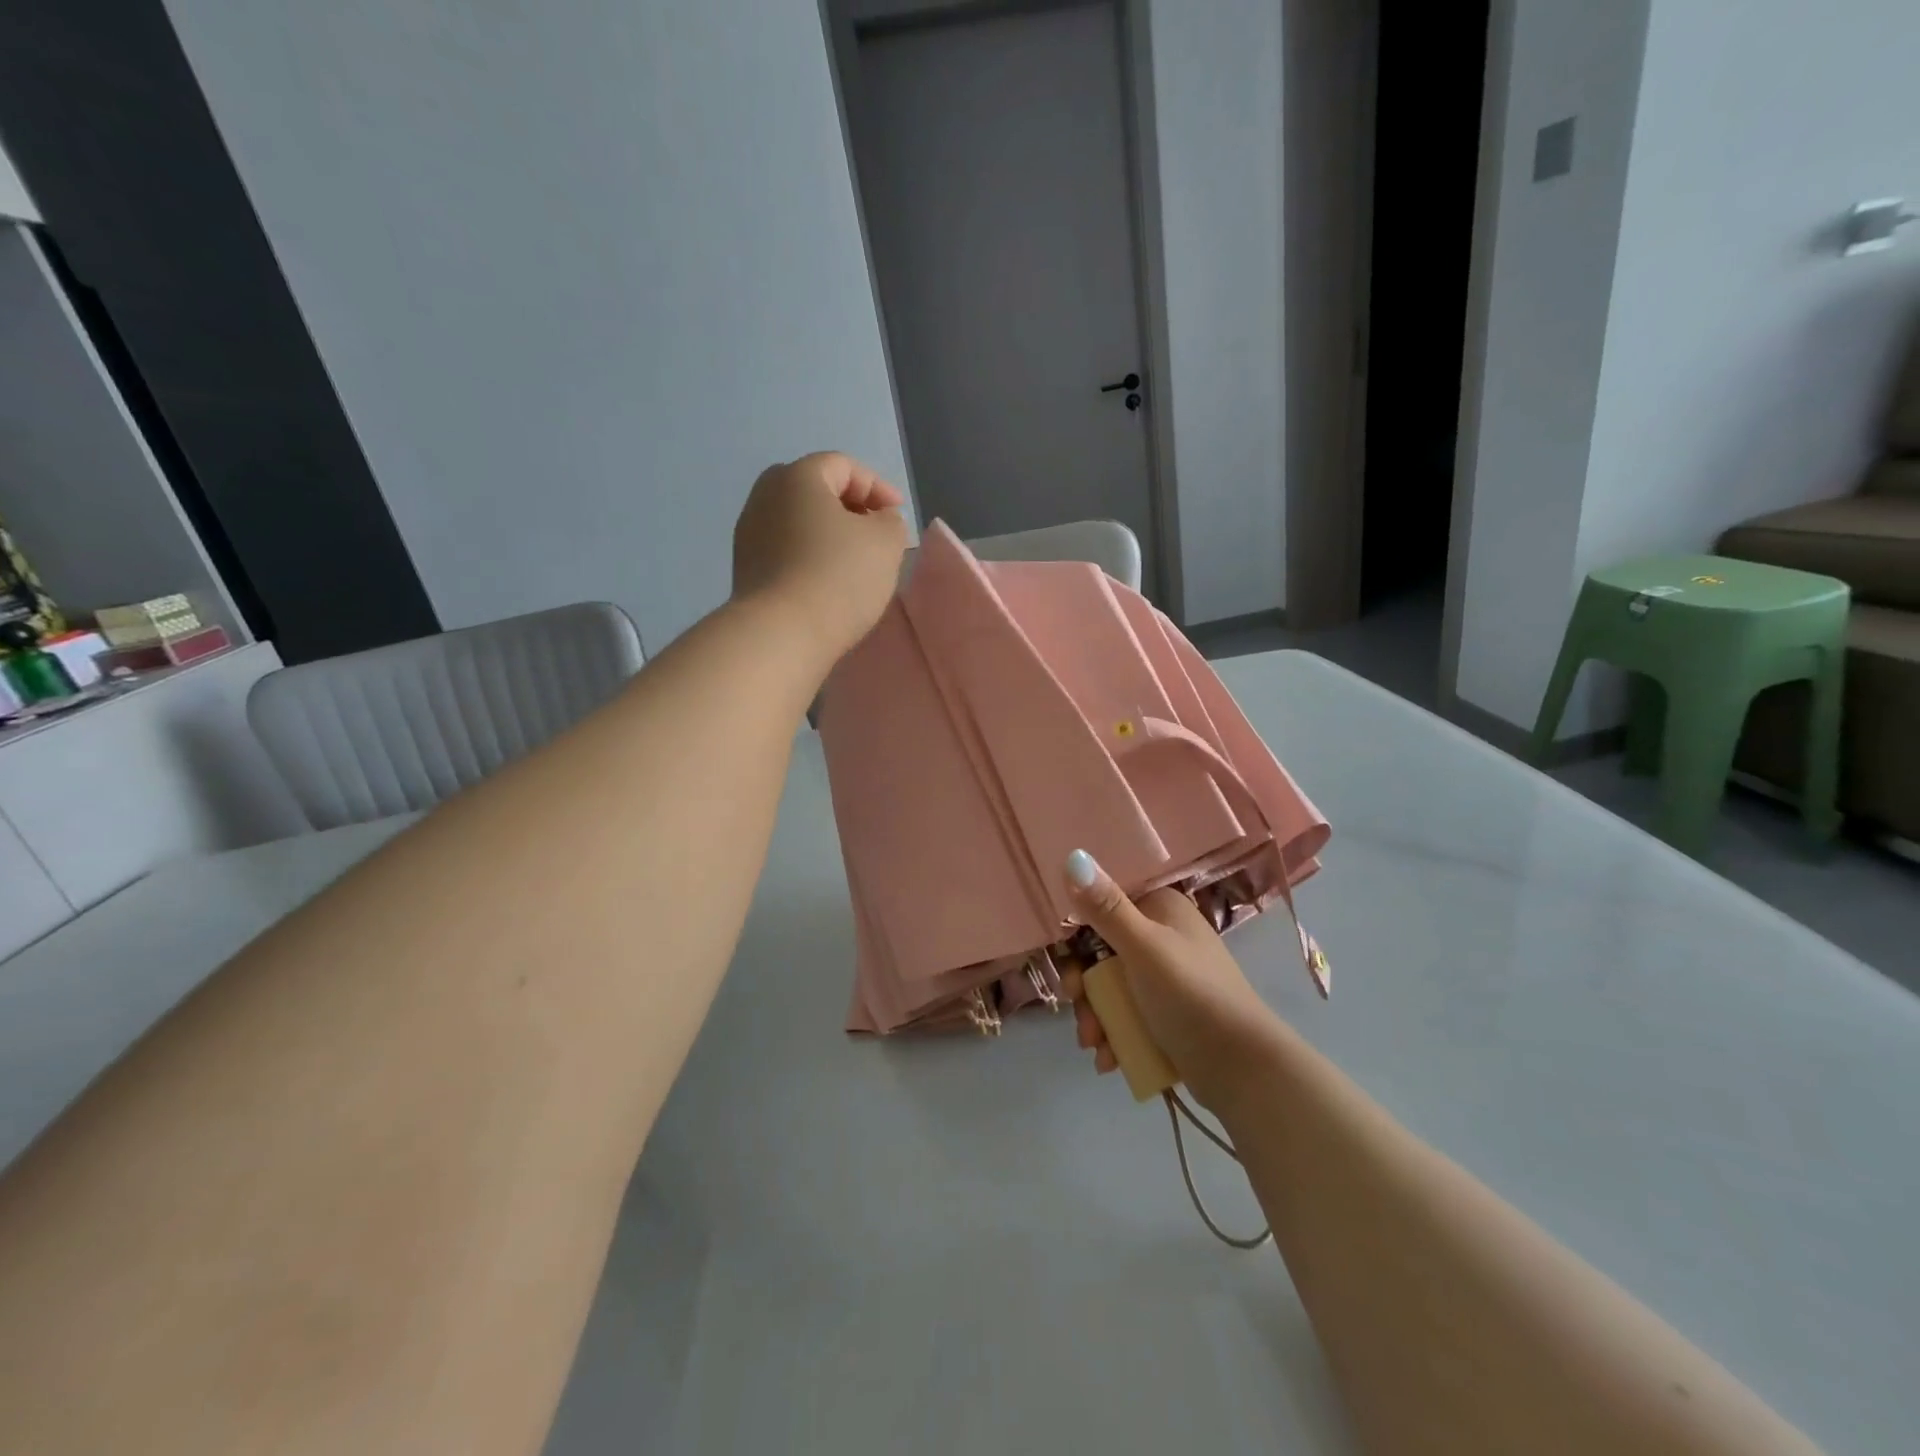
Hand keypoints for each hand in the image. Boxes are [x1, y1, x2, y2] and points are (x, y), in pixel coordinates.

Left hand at [732, 452, 908, 664]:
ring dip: (828, 534)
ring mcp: (749, 534)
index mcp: (797, 477)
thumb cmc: (838, 578)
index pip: (844, 466)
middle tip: (874, 533)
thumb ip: (890, 522)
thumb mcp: (885, 543)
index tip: (899, 515)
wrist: (780, 634)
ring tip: (854, 562)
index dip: (877, 486)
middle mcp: (764, 496)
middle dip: (849, 507)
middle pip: (815, 490)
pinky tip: (827, 582)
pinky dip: (809, 556)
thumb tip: (878, 520)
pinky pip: (785, 550)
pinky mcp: (745, 569)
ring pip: (798, 521)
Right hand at [1058, 849, 1284, 1112]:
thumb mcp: (1143, 948)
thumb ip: (1105, 907)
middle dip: (1084, 984)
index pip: (1103, 904)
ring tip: (1094, 1043)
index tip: (1063, 956)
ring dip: (1094, 1015)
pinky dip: (1112, 1034)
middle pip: (1100, 950)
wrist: (1243, 1070)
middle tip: (1077, 1004)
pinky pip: (1125, 1014)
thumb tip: (1072, 855)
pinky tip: (1108, 1058)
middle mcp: (1162, 935)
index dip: (1076, 930)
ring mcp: (1165, 976)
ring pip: (1109, 986)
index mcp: (1161, 908)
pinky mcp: (1166, 1013)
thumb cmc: (1192, 995)